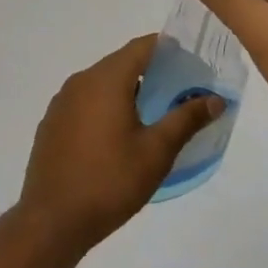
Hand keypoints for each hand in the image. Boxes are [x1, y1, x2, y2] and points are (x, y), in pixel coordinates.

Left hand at [17, 35, 223, 254]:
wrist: (52, 220)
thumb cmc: (110, 181)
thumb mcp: (156, 151)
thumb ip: (186, 119)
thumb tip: (215, 99)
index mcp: (106, 80)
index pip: (142, 47)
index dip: (168, 48)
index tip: (191, 61)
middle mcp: (80, 81)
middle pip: (121, 63)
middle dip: (151, 71)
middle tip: (179, 90)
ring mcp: (62, 103)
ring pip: (101, 83)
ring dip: (127, 90)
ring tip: (153, 113)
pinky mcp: (52, 124)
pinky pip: (85, 102)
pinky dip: (105, 106)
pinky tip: (118, 135)